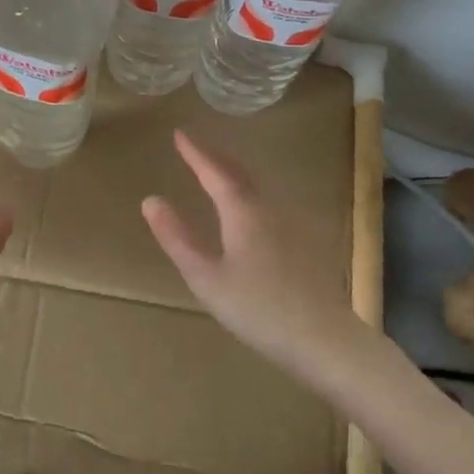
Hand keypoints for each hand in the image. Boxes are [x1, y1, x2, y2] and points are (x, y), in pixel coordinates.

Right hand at [142, 130, 365, 377]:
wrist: (324, 339)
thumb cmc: (257, 309)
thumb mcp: (206, 277)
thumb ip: (177, 238)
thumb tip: (150, 200)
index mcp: (243, 212)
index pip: (214, 172)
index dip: (195, 153)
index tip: (179, 134)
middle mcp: (269, 209)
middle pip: (240, 173)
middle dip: (216, 158)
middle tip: (196, 147)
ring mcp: (291, 224)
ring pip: (258, 187)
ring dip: (235, 172)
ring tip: (218, 170)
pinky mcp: (305, 242)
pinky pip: (270, 202)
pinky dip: (250, 192)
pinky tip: (251, 207)